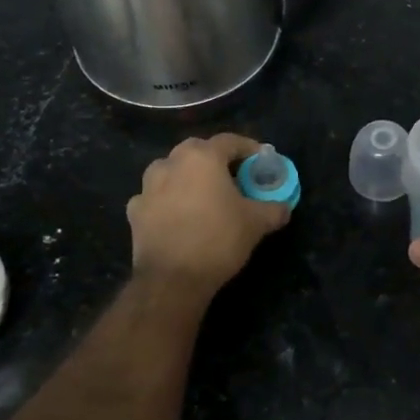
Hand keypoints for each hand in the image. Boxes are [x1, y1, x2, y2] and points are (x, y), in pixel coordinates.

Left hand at [128, 135, 289, 293]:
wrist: (172, 279)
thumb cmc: (218, 239)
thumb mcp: (257, 223)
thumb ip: (274, 209)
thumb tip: (283, 207)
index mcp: (202, 158)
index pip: (229, 141)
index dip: (248, 148)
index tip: (261, 160)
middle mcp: (171, 163)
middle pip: (197, 151)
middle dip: (215, 159)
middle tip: (232, 176)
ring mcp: (148, 187)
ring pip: (171, 170)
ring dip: (187, 177)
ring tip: (203, 195)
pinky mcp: (135, 211)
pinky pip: (155, 197)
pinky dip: (168, 200)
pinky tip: (178, 216)